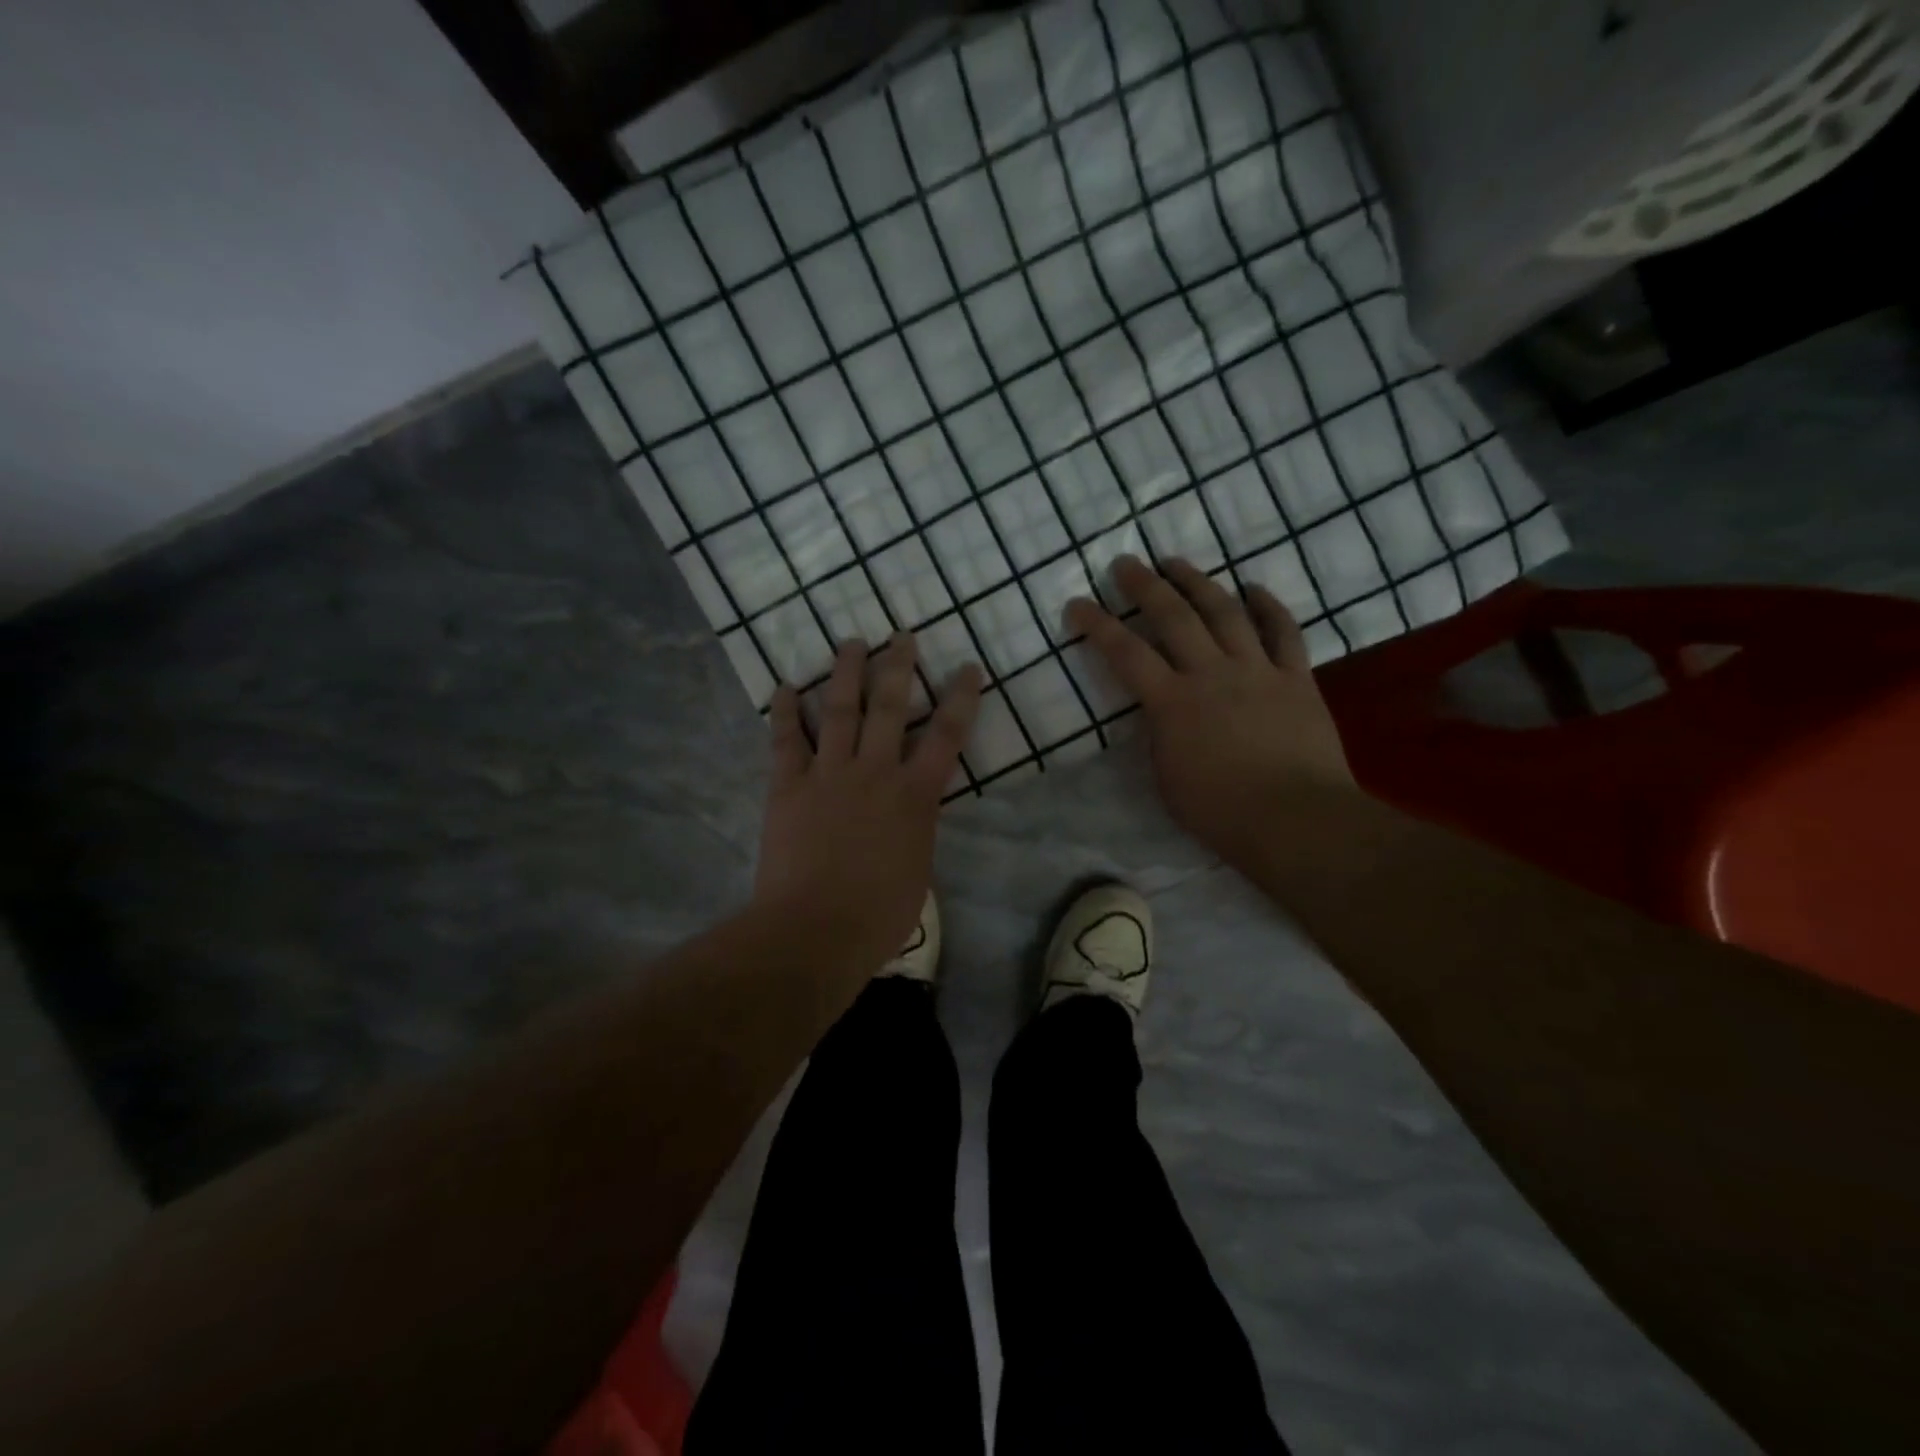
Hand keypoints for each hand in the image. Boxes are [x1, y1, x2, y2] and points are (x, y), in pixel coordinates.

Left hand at [752, 632, 982, 975]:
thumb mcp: (918, 872)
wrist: (815, 930)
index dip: (961, 698)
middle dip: (898, 667)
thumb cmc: (878, 915)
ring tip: (851, 643)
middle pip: (890, 707)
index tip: (968, 668)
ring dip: (845, 673)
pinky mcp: (788, 786)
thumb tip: (910, 819)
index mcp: (915, 796)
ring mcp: (829, 774)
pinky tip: (784, 687)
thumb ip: (916, 832)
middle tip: (901, 635)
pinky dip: (785, 712)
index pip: (947, 736)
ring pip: (840, 710)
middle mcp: (875, 772)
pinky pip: (786, 740)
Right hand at [1067, 556, 1357, 866]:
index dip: (1098, 625)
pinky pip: (1284, 632)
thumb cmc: (1221, 812)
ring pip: (1225, 612)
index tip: (1077, 604)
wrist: (1296, 819)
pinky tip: (1254, 588)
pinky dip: (1269, 606)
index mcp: (1172, 703)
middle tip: (1126, 563)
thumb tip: (1161, 713)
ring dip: (1198, 583)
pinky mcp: (1297, 678)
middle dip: (1145, 586)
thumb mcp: (1167, 778)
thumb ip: (1160, 736)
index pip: (1125, 653)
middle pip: (1174, 617)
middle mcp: (1211, 673)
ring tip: (1176, 563)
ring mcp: (1258, 670)